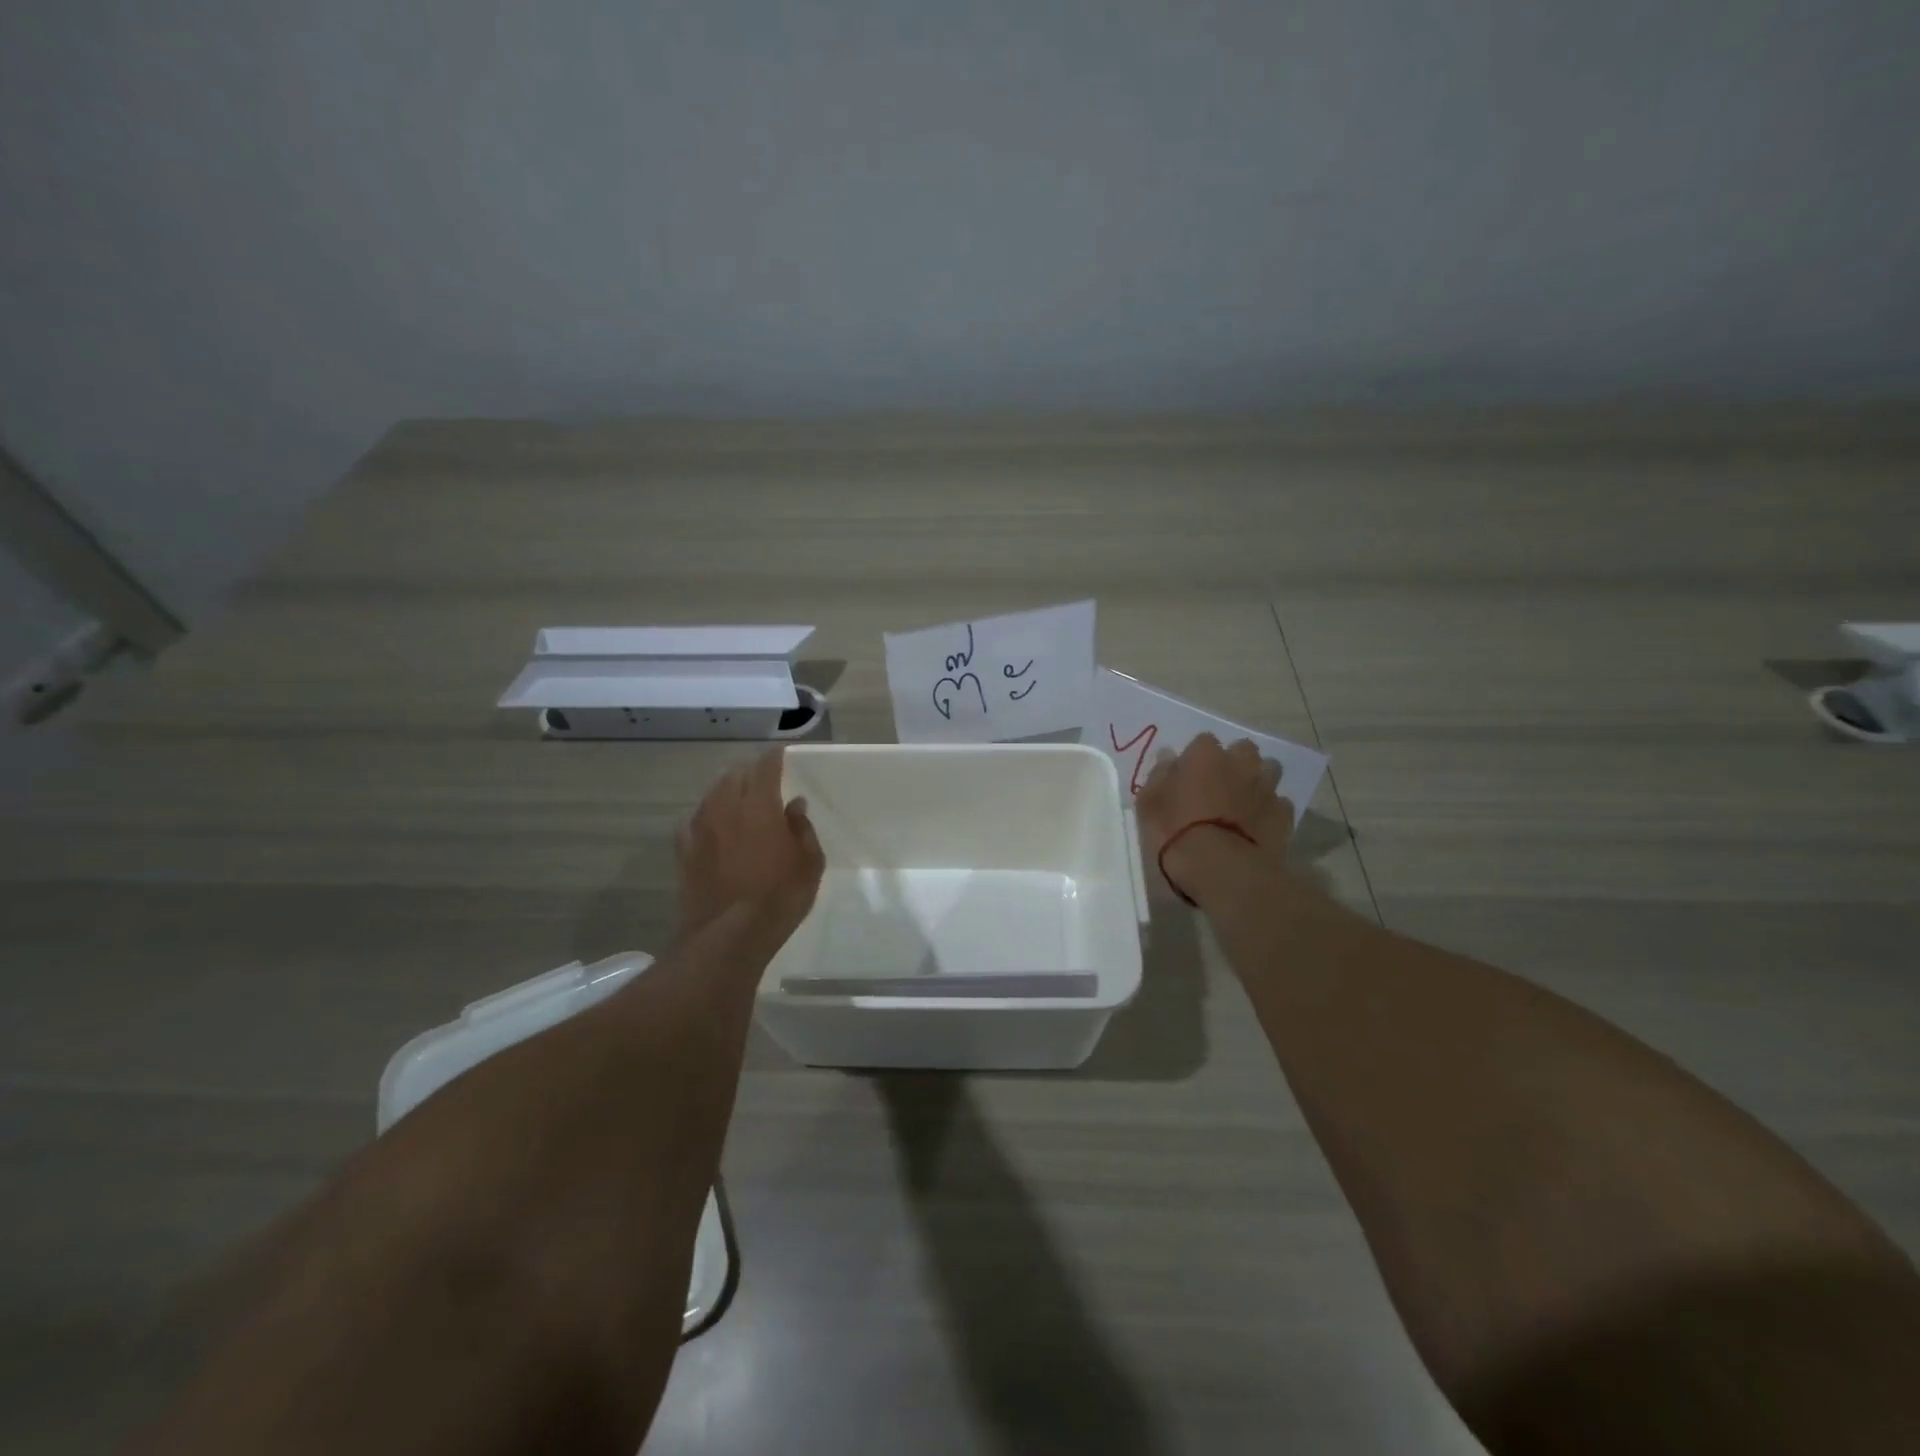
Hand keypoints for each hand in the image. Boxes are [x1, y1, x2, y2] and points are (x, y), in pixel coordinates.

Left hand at [676, 747, 825, 937]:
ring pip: (711, 794)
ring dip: (726, 789)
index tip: (780, 752)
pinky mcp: (683, 851)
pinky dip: (706, 815)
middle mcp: (725, 808)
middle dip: (748, 770)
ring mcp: (699, 829)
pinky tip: (711, 825)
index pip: (764, 767)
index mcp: (759, 805)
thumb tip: (794, 805)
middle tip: (761, 774)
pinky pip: (693, 821)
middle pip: (734, 775)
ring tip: (736, 795)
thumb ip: (802, 829)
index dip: (773, 756)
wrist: (727, 936)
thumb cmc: (779, 897)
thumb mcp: (809, 863)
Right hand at [1135, 734, 1295, 897]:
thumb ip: (1160, 774)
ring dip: (1258, 781)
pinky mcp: (1284, 814)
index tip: (1189, 776)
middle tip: (1221, 785)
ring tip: (1244, 803)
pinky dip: (1270, 810)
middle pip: (1243, 750)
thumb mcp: (1149, 803)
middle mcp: (1240, 763)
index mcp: (1205, 754)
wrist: (1220, 867)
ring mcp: (1266, 787)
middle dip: (1235, 762)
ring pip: (1269, 771)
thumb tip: (1168, 755)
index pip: (1203, 741)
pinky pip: (1280, 804)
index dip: (1197, 758)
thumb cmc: (1175, 831)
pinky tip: (1259, 826)